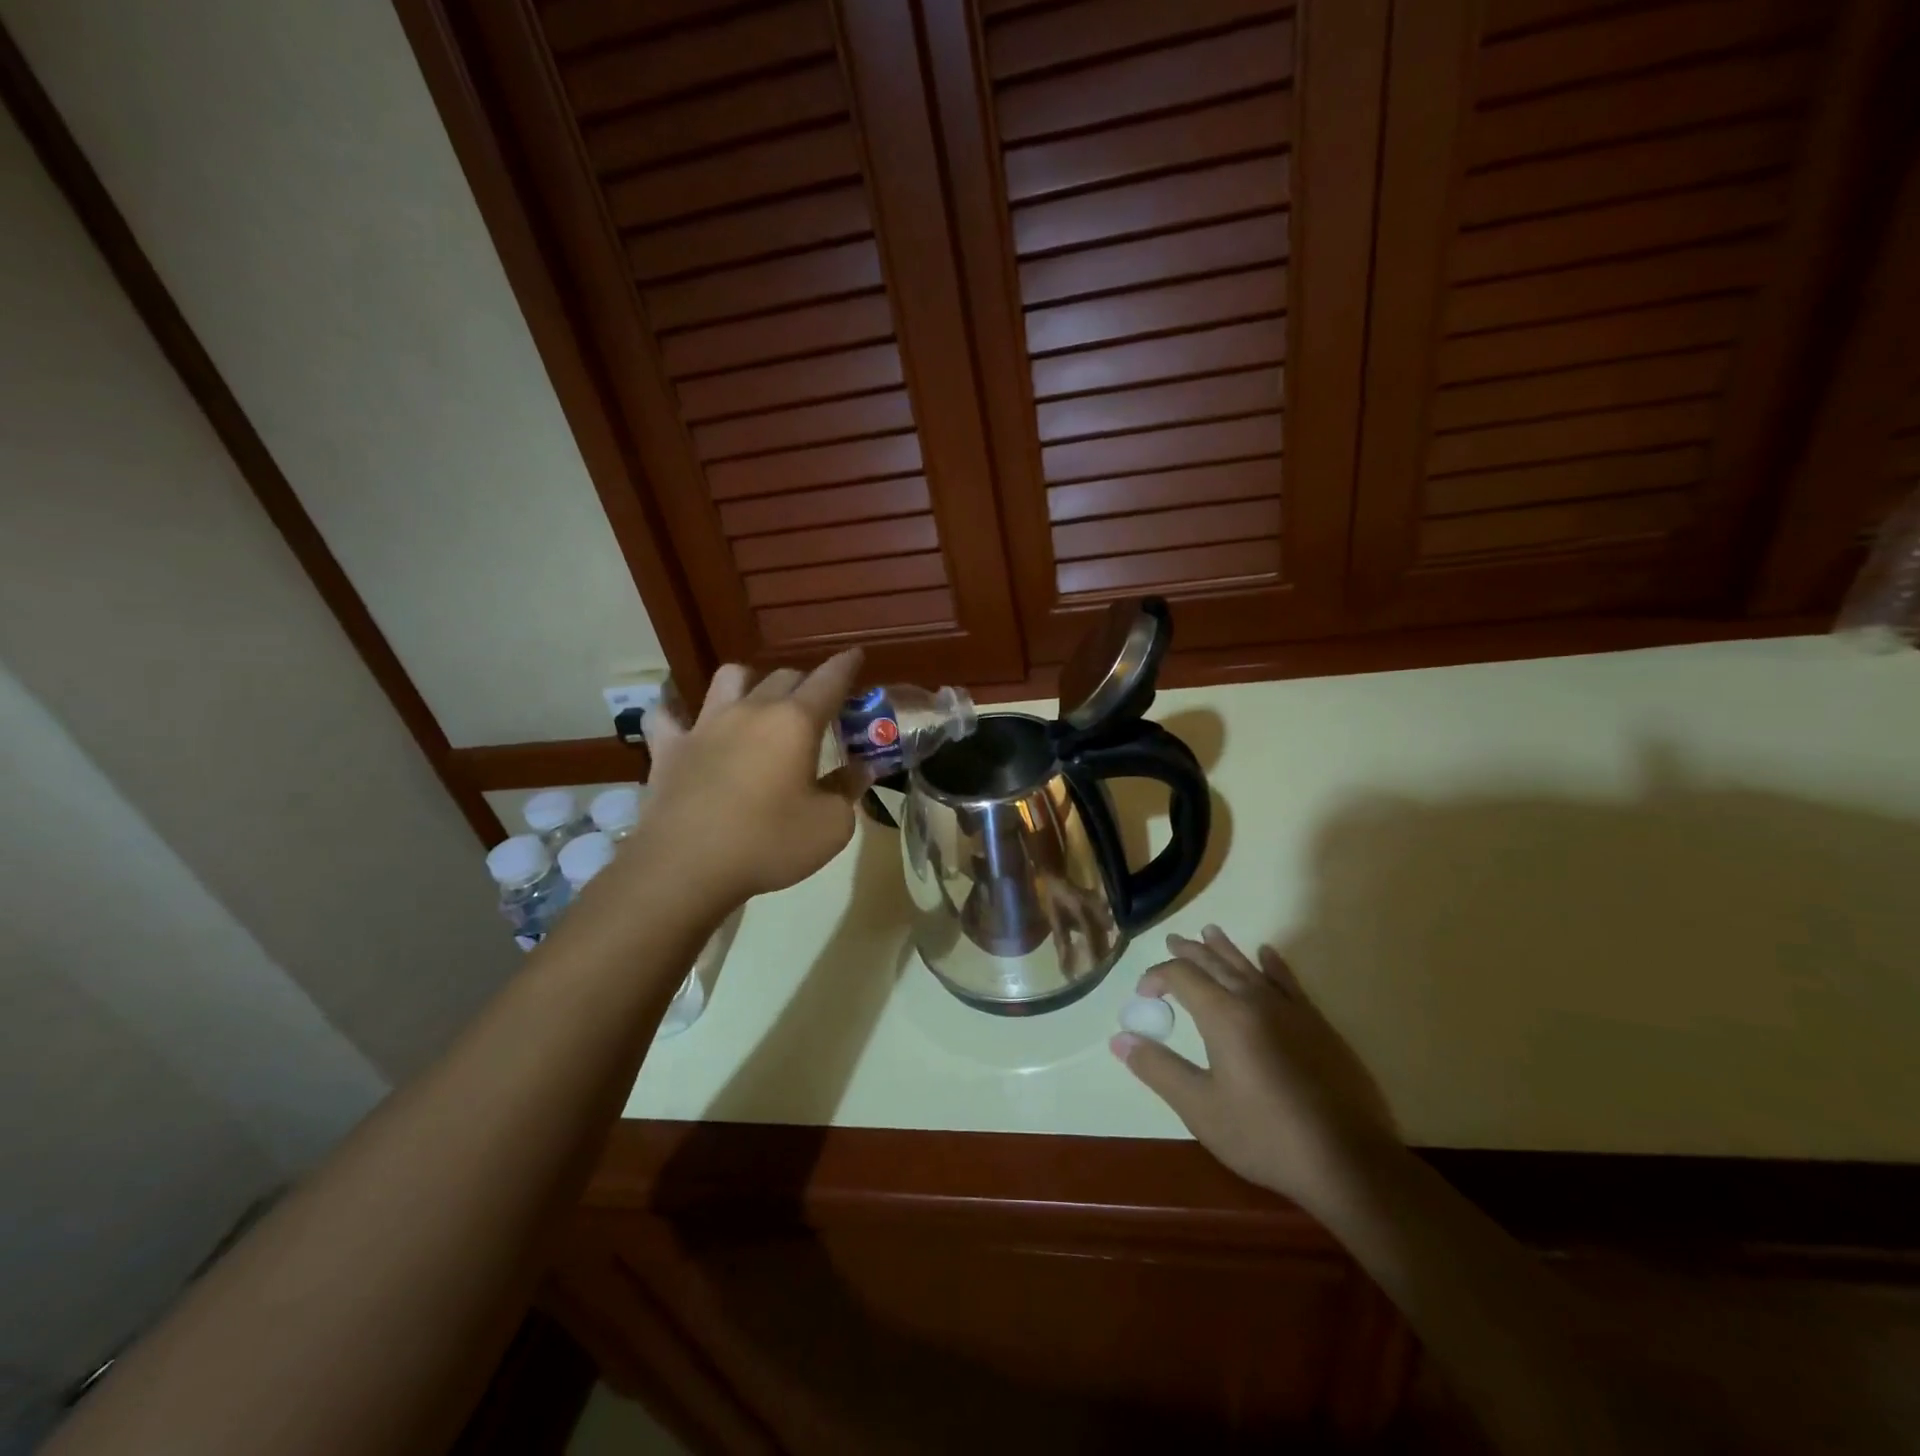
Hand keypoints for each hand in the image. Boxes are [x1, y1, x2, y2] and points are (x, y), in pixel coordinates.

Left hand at [637, 650, 869, 904]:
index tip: (856, 656)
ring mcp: (705, 725)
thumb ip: (848, 790)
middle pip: (783, 676)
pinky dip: (678, 715)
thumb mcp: (830, 826)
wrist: (686, 867)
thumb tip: (861, 769)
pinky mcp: (669, 748)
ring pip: (729, 678)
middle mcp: (751, 711)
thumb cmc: (769, 843)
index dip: (846, 666)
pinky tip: (685, 725)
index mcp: (795, 723)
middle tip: (816, 706)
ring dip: (749, 682)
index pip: (829, 680)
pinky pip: (667, 716)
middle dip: (805, 683)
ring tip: (755, 703)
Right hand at [1112, 925, 1398, 1211]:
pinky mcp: (1317, 1025)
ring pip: (1249, 966)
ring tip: (1209, 931)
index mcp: (1223, 1016)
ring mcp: (1290, 1010)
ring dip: (1225, 948)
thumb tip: (1119, 1039)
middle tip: (1172, 940)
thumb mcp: (1200, 1108)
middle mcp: (1254, 1000)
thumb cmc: (1264, 1135)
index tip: (1143, 994)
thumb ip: (1158, 1069)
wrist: (1347, 1161)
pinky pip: (1288, 981)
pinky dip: (1272, 964)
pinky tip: (1266, 954)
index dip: (1157, 977)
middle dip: (1189, 951)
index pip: (1181, 976)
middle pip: (1215, 963)